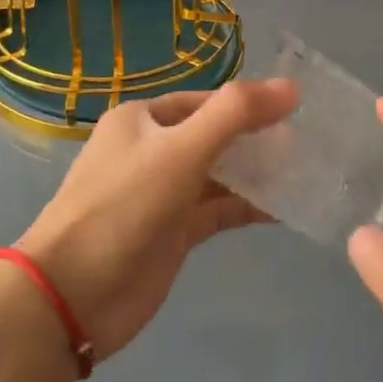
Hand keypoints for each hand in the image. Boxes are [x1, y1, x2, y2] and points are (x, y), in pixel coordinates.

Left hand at [13, 78, 296, 357]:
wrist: (73, 294)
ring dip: (256, 174)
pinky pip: (218, 211)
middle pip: (215, 136)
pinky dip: (247, 207)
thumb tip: (291, 87)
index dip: (249, 104)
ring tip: (305, 173)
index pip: (206, 101)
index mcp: (142, 120)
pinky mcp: (173, 233)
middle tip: (309, 145)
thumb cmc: (124, 206)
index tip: (297, 112)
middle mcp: (151, 151)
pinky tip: (284, 208)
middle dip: (257, 140)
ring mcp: (162, 195)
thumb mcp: (180, 150)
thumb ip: (236, 115)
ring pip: (219, 175)